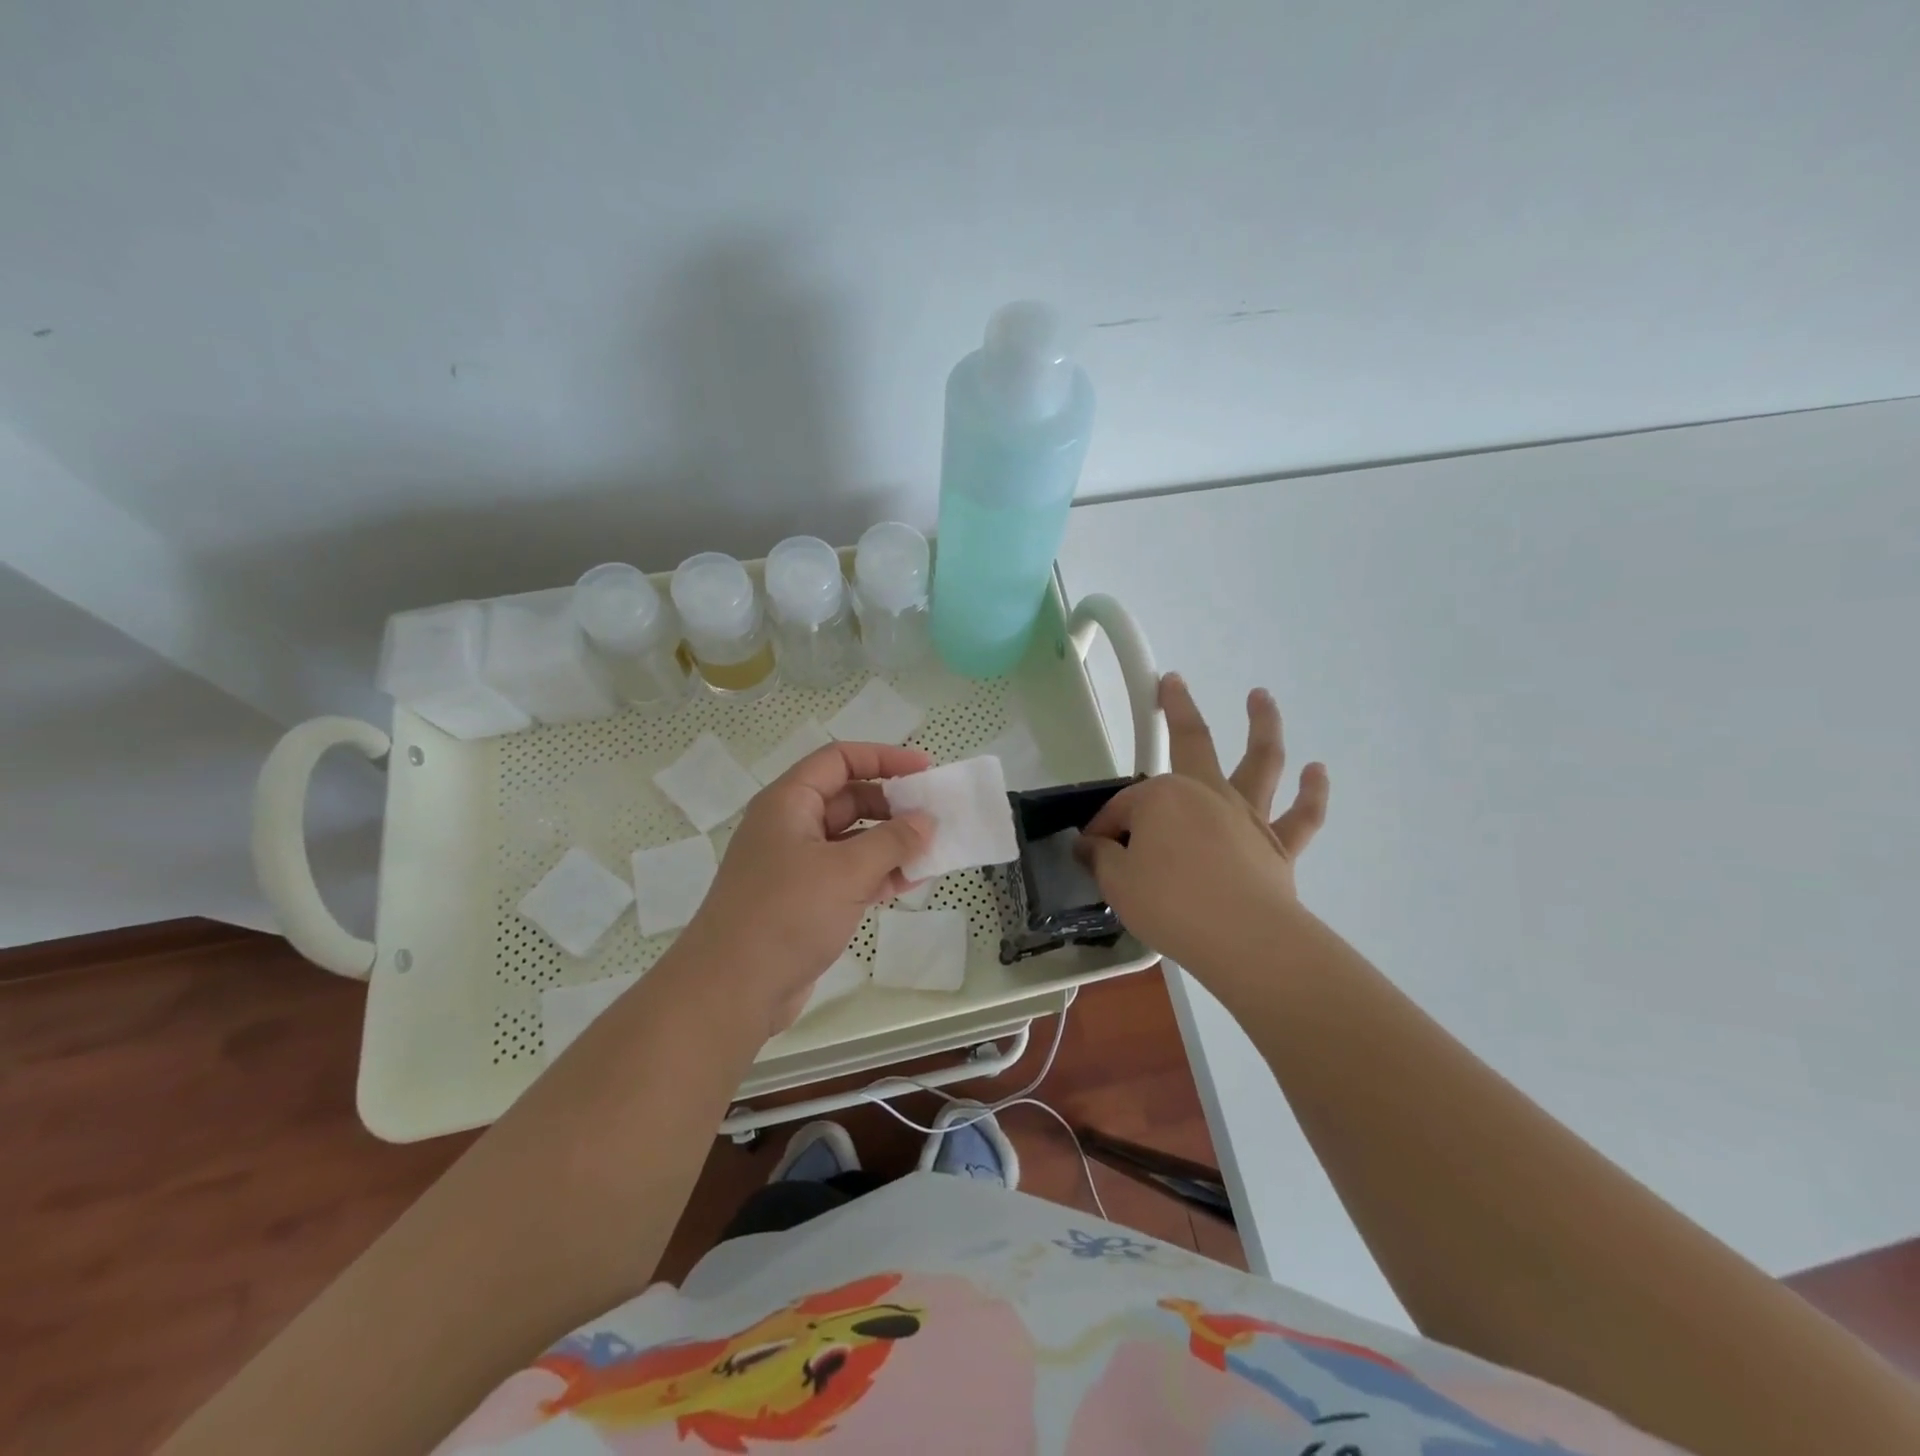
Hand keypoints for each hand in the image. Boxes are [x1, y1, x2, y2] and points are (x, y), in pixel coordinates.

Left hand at [677, 742, 933, 1038]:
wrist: (731, 991)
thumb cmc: (786, 915)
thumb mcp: (847, 871)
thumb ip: (893, 841)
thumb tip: (926, 821)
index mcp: (789, 802)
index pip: (840, 759)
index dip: (884, 758)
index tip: (925, 770)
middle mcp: (790, 826)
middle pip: (848, 798)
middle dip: (892, 806)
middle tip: (934, 819)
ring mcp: (795, 865)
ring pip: (851, 840)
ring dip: (890, 844)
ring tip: (931, 855)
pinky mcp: (803, 900)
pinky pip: (847, 874)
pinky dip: (877, 874)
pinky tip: (908, 885)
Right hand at [1079, 674, 1328, 972]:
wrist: (1243, 939)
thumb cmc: (1171, 904)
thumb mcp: (1117, 884)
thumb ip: (1102, 858)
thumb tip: (1091, 846)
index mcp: (1162, 798)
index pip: (1124, 808)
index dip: (1105, 830)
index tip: (1093, 852)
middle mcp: (1207, 793)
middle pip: (1192, 740)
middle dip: (1178, 708)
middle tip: (1172, 682)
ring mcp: (1249, 816)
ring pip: (1261, 760)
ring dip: (1263, 724)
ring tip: (1262, 697)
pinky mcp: (1281, 846)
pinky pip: (1303, 815)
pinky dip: (1313, 792)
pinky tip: (1317, 770)